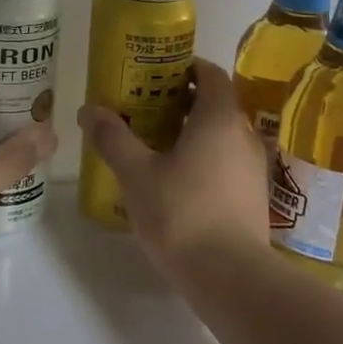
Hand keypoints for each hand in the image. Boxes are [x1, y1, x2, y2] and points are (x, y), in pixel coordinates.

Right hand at [77, 58, 270, 268]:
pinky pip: (227, 161)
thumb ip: (113, 137)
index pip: (210, 74)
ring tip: (156, 145)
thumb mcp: (136, 173)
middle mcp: (244, 134)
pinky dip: (204, 158)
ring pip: (222, 135)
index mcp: (219, 117)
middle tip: (145, 108)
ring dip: (193, 132)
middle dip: (181, 101)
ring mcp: (254, 167)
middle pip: (215, 104)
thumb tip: (89, 109)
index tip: (155, 73)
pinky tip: (177, 181)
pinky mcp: (254, 196)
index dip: (185, 67)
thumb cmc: (181, 213)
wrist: (231, 276)